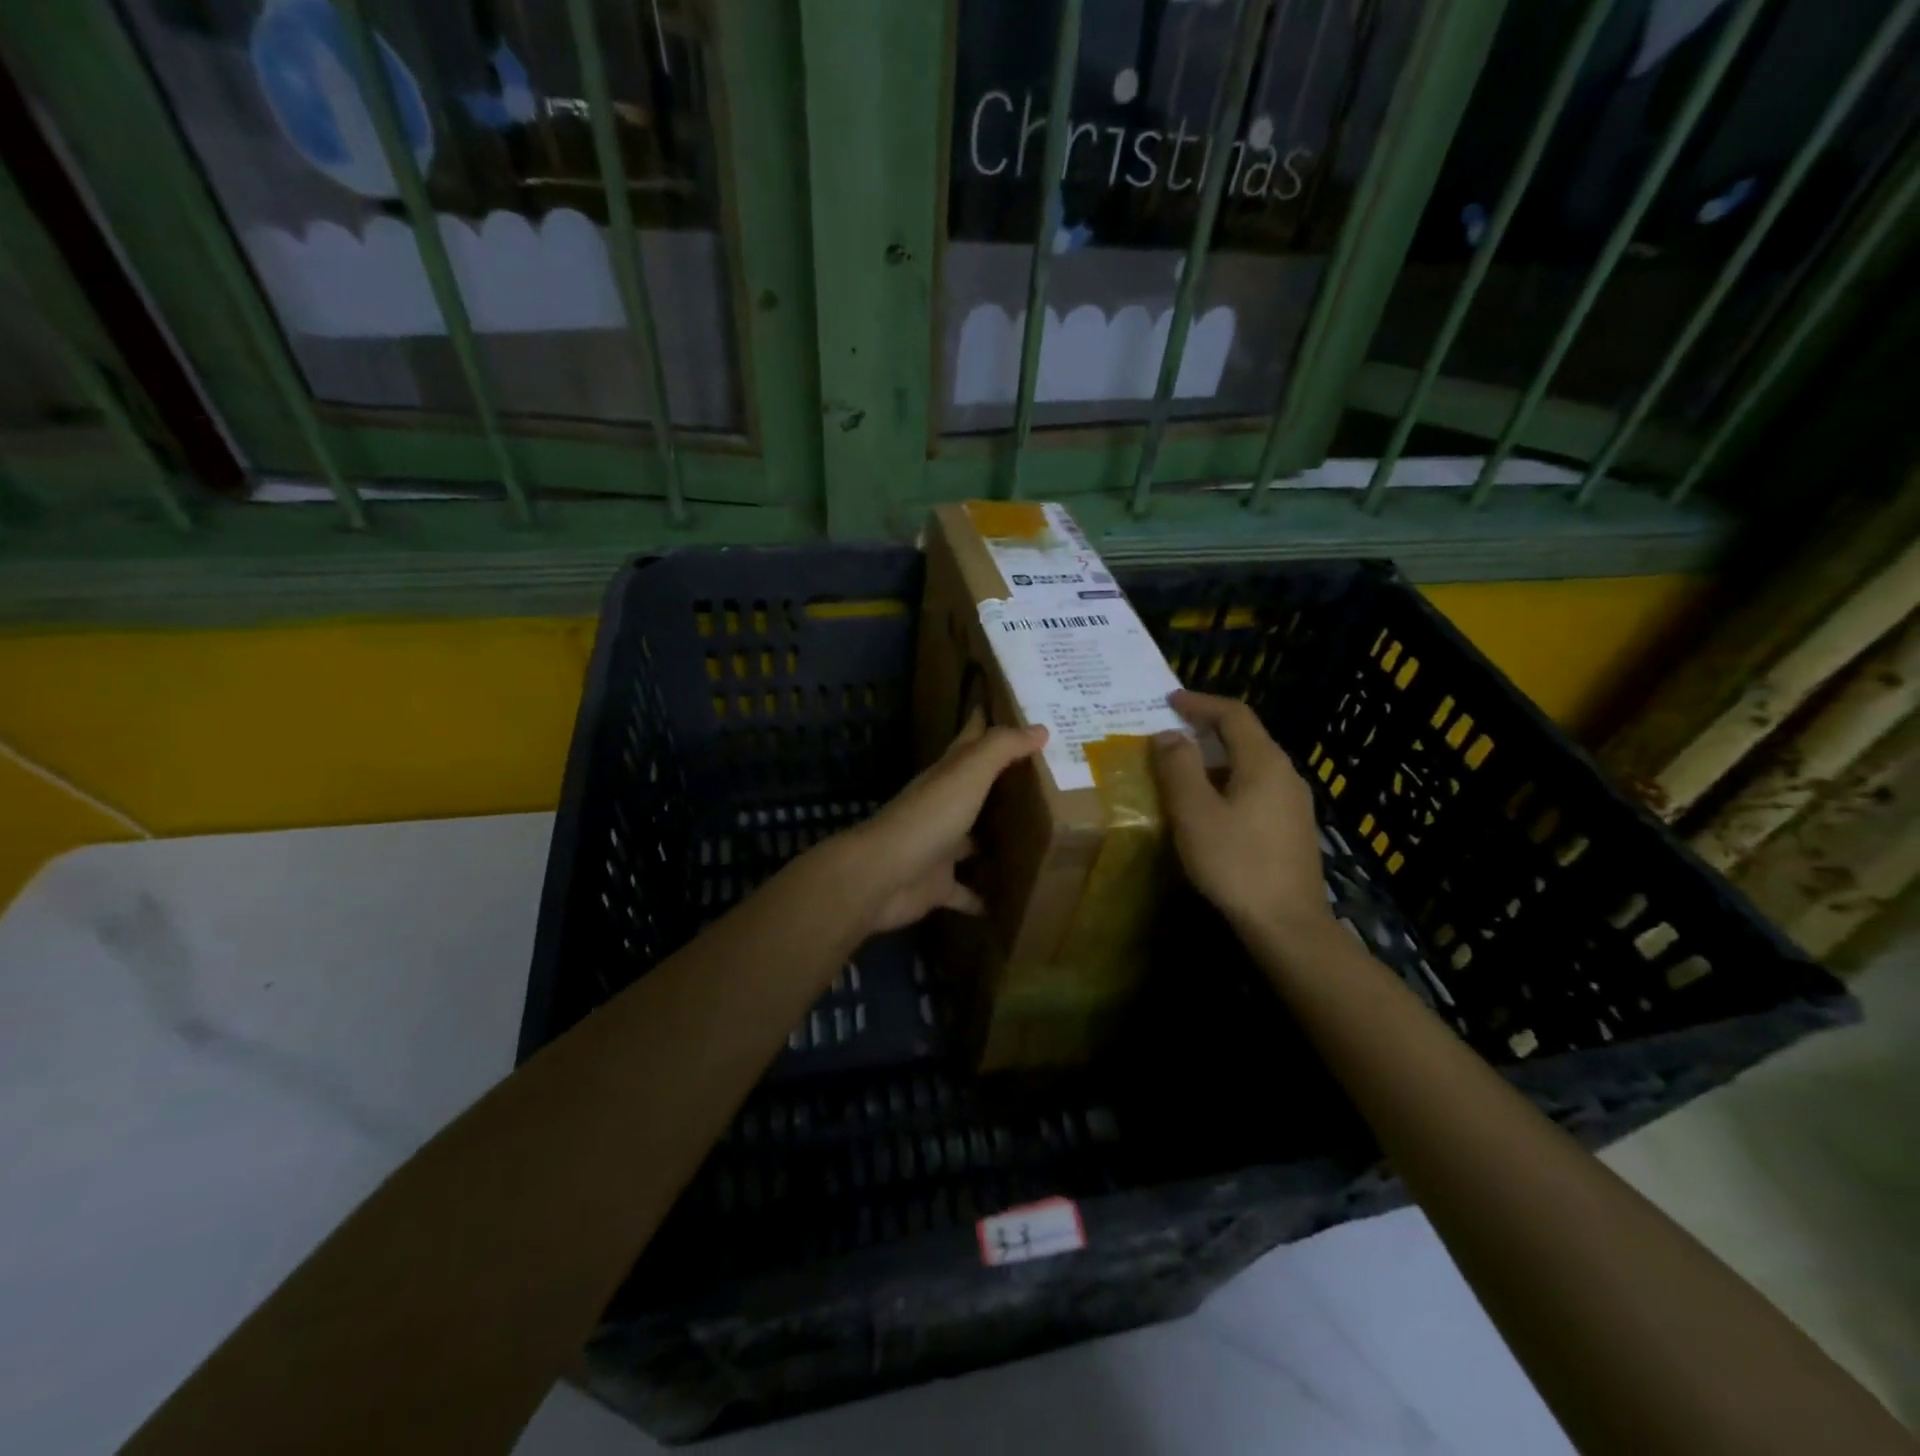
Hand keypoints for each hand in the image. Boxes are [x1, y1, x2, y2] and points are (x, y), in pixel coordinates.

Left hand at [838, 711, 1046, 933]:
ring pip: (973, 841)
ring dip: (996, 843)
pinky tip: (1011, 902)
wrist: (883, 876)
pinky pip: (966, 891)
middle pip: (976, 791)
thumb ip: (1000, 748)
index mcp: (947, 776)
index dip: (988, 722)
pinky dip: (984, 898)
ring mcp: (939, 847)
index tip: (1019, 711)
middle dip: (1004, 786)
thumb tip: (1039, 727)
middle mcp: (943, 807)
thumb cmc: (928, 818)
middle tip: (1047, 783)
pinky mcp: (938, 885)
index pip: (970, 740)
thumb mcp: (967, 774)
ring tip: (1038, 843)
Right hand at [1151, 690, 1331, 938]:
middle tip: (1171, 732)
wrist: (1287, 925)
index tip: (1169, 700)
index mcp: (1264, 763)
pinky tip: (1210, 806)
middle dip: (1207, 729)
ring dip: (1216, 759)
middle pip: (1246, 737)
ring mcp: (1294, 803)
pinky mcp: (1293, 829)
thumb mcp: (1195, 813)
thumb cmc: (1235, 863)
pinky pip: (1257, 789)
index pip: (1234, 715)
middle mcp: (1286, 775)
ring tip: (1183, 769)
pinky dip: (1228, 783)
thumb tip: (1169, 734)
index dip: (1200, 703)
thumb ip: (1179, 768)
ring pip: (1251, 765)